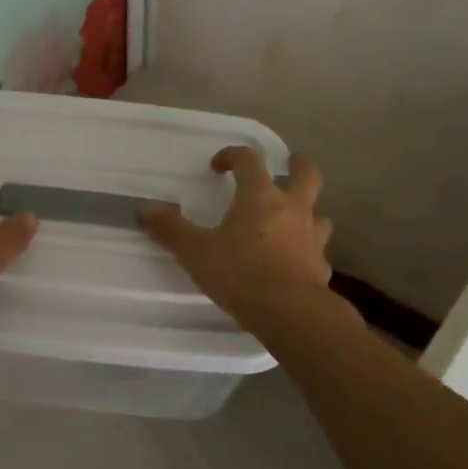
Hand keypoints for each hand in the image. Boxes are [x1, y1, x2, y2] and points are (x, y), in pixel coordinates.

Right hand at [140, 147, 333, 329]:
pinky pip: (317, 250)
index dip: (233, 155)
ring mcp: (312, 237)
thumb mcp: (196, 252)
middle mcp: (292, 209)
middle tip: (290, 162)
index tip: (218, 166)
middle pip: (306, 175)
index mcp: (260, 197)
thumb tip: (145, 209)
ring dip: (308, 210)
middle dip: (298, 165)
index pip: (249, 160)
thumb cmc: (240, 273)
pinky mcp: (321, 267)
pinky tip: (296, 262)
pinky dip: (308, 250)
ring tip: (294, 217)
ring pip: (318, 213)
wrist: (291, 313)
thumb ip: (171, 230)